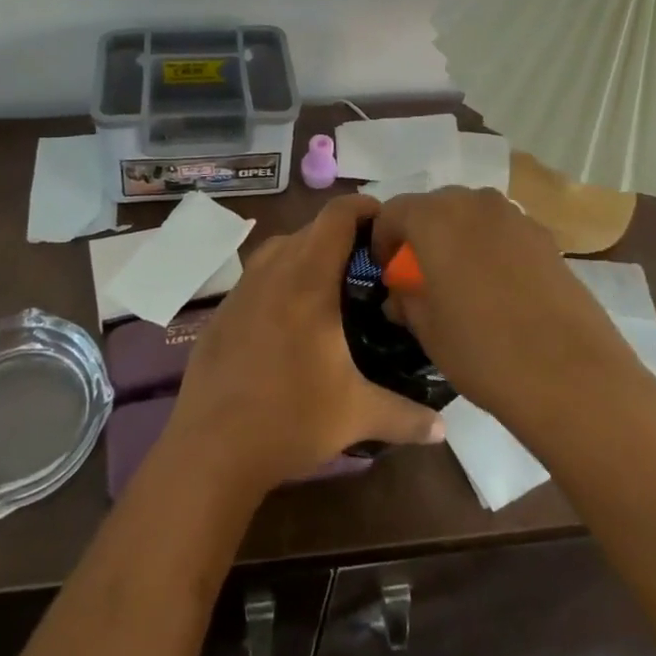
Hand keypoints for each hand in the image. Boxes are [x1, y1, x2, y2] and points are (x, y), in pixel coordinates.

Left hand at [166, 193, 446, 493]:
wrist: (211, 448)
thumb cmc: (290, 419)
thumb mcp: (356, 414)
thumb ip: (405, 415)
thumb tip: (444, 428)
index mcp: (308, 278)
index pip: (338, 215)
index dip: (364, 207)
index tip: (387, 222)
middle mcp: (273, 269)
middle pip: (311, 229)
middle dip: (342, 236)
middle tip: (371, 263)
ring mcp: (243, 287)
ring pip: (281, 248)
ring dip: (308, 254)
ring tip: (334, 285)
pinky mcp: (224, 309)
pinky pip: (259, 275)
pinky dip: (281, 278)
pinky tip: (292, 317)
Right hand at [372, 188, 637, 432]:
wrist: (573, 376)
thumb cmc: (483, 351)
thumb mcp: (427, 331)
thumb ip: (406, 300)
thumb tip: (401, 292)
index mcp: (434, 218)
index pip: (393, 211)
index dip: (383, 240)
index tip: (387, 272)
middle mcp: (473, 202)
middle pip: (434, 206)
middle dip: (421, 235)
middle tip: (421, 276)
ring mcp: (514, 216)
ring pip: (471, 215)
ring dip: (458, 237)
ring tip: (462, 281)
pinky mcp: (546, 236)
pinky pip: (503, 231)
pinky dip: (491, 247)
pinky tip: (500, 289)